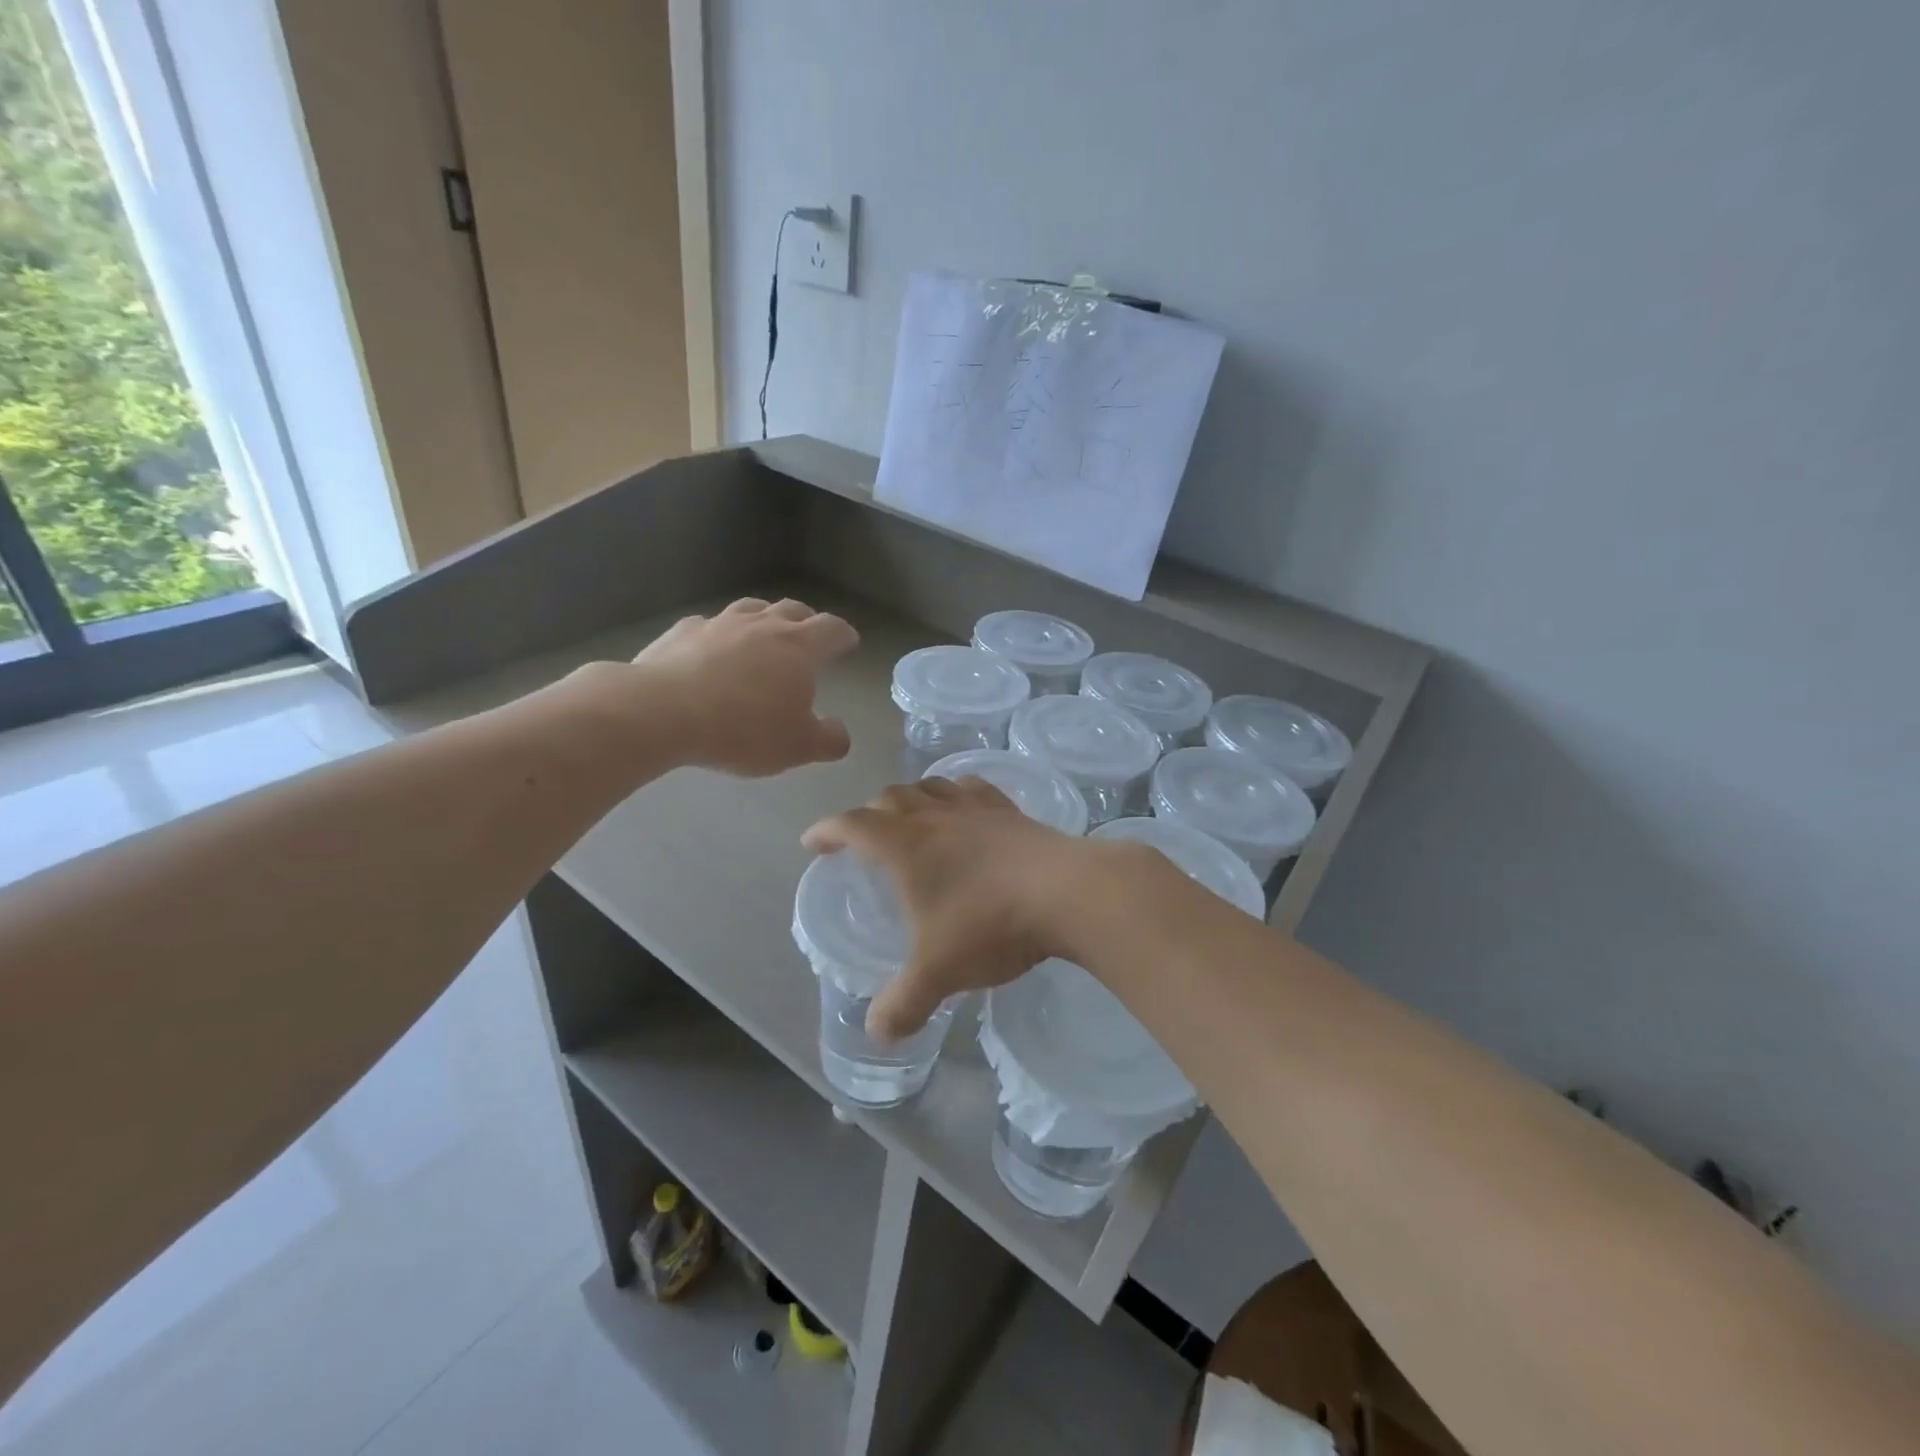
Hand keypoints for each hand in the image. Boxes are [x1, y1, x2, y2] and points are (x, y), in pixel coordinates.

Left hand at [621, 597, 858, 776]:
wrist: (663, 712)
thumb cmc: (743, 729)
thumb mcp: (797, 747)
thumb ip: (828, 740)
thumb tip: (840, 734)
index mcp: (799, 647)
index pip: (831, 629)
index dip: (843, 635)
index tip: (848, 642)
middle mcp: (762, 625)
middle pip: (793, 610)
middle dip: (806, 620)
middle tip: (809, 634)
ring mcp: (719, 624)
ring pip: (750, 609)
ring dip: (763, 618)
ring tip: (763, 633)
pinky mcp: (682, 632)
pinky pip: (708, 625)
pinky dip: (719, 634)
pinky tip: (711, 649)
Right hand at [803, 778, 1121, 1039]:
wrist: (1066, 893)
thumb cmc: (990, 925)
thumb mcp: (939, 973)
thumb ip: (904, 1004)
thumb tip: (877, 1034)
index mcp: (905, 846)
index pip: (852, 824)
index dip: (827, 831)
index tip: (812, 843)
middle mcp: (936, 816)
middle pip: (890, 798)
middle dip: (868, 814)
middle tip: (863, 838)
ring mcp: (976, 809)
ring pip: (931, 786)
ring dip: (911, 797)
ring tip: (909, 817)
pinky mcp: (1011, 812)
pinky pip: (974, 789)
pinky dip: (957, 792)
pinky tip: (964, 806)